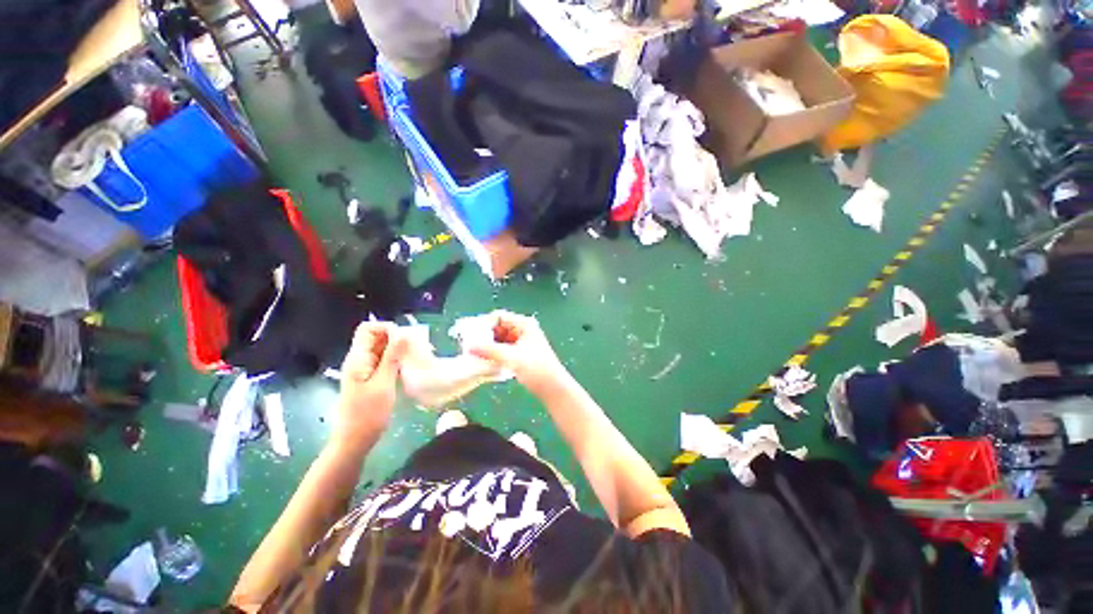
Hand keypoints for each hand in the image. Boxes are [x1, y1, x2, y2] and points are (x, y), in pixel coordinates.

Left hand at [334, 322, 406, 453]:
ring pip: (383, 349)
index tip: (404, 340)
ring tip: (415, 358)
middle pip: (377, 337)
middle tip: (415, 349)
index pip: (368, 328)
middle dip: (397, 338)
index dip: (386, 328)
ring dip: (399, 350)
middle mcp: (360, 360)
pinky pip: (385, 361)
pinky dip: (397, 360)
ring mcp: (366, 369)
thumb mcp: (383, 383)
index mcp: (358, 358)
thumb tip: (403, 333)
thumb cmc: (368, 414)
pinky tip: (408, 368)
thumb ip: (392, 357)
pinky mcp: (372, 378)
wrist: (355, 440)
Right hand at [466, 311, 568, 397]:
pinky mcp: (520, 352)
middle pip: (498, 327)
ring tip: (474, 354)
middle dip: (484, 335)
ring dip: (488, 345)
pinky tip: (485, 360)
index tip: (469, 334)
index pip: (499, 316)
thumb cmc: (537, 369)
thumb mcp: (512, 358)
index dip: (484, 324)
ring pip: (499, 338)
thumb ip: (490, 350)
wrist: (553, 388)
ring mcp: (522, 341)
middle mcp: (523, 329)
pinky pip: (503, 347)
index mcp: (524, 324)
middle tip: (469, 345)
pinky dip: (494, 352)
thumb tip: (469, 346)